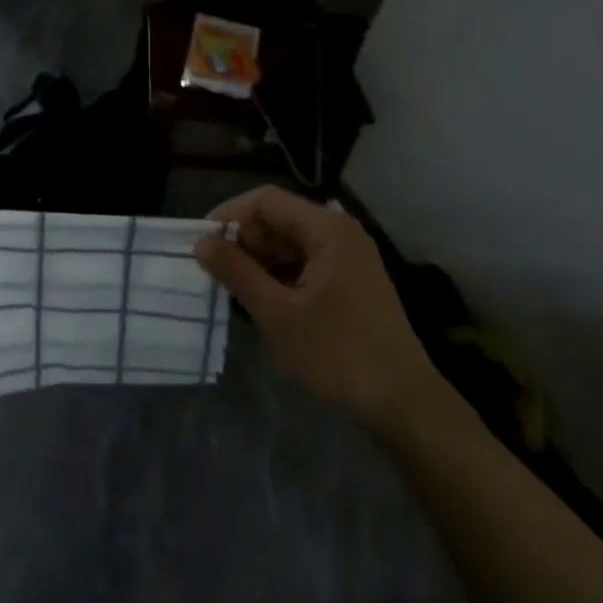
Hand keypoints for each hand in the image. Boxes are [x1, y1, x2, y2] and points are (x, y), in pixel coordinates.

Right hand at [194, 187, 446, 435]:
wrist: (402, 401)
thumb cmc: (337, 352)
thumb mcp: (277, 313)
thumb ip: (236, 271)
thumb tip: (201, 242)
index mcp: (327, 229)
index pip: (266, 200)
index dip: (229, 215)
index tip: (200, 243)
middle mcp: (340, 233)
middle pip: (278, 218)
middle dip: (243, 240)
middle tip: (214, 272)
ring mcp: (348, 257)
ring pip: (289, 242)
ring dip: (258, 260)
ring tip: (233, 289)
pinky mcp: (350, 281)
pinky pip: (304, 262)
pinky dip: (278, 274)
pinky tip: (262, 301)